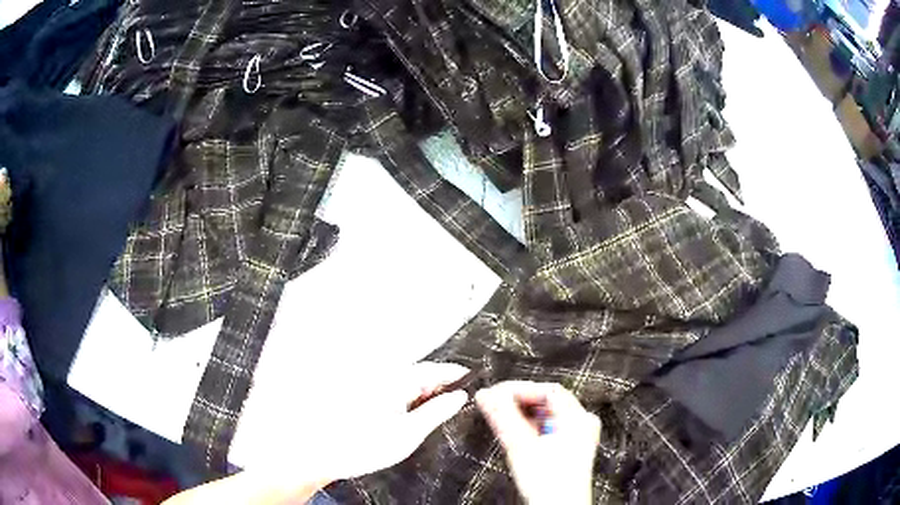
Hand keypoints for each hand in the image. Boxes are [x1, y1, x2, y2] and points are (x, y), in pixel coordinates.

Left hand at [239, 361, 469, 485]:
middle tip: (456, 396)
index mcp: (394, 381)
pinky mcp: (361, 395)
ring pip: (405, 382)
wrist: (321, 453)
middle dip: (439, 383)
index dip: (453, 372)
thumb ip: (436, 412)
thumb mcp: (408, 434)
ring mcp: (369, 385)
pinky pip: (392, 390)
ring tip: (435, 407)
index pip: (432, 370)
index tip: (469, 375)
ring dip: (422, 391)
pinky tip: (410, 412)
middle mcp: (381, 377)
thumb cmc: (362, 446)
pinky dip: (406, 398)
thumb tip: (458, 397)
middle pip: (419, 374)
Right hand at [475, 381, 600, 504]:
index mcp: (578, 418)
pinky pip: (548, 426)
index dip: (518, 389)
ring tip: (499, 415)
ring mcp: (578, 435)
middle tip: (493, 403)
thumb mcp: (521, 446)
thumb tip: (486, 395)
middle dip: (517, 401)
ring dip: (521, 413)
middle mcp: (582, 423)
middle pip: (546, 400)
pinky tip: (515, 429)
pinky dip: (529, 425)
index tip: (495, 393)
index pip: (547, 390)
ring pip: (546, 414)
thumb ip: (503, 417)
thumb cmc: (548, 484)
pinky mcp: (570, 446)